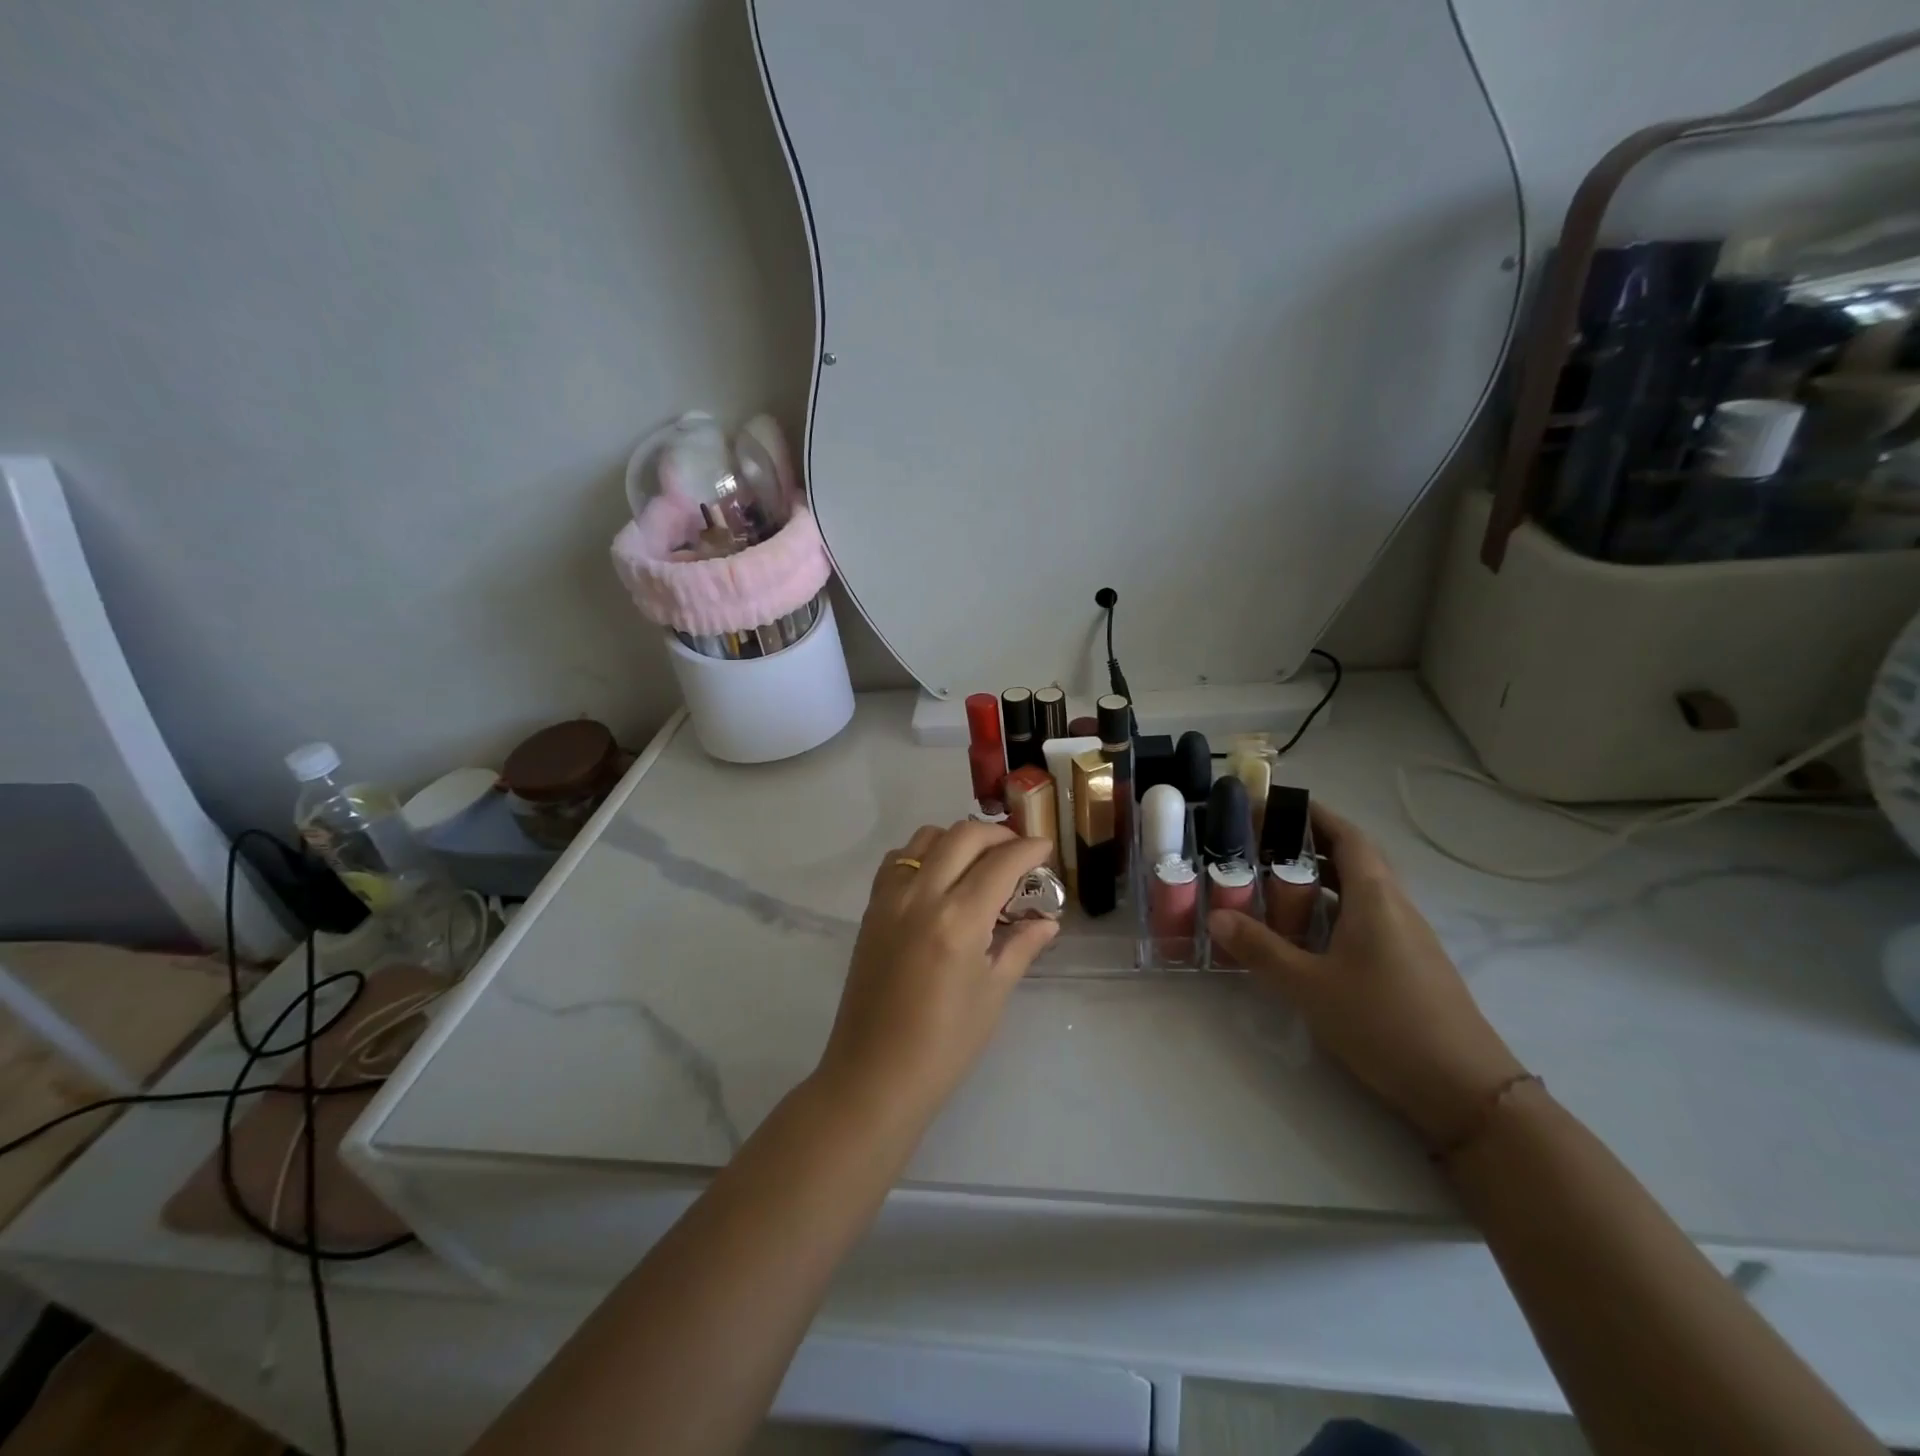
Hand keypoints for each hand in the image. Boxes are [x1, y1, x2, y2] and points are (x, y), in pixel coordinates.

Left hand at [818, 822, 1059, 1121]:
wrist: (874, 1075)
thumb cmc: (944, 1045)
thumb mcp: (992, 995)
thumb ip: (1020, 947)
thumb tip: (1047, 921)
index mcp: (958, 921)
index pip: (1000, 864)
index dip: (1029, 850)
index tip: (1045, 849)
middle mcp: (921, 896)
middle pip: (963, 836)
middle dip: (998, 835)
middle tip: (1018, 853)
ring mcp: (890, 899)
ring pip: (926, 838)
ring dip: (958, 839)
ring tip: (979, 861)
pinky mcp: (871, 909)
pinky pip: (898, 860)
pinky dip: (923, 854)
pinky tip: (938, 878)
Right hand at [1208, 804, 1523, 1144]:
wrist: (1466, 1092)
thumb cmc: (1385, 1024)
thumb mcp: (1310, 986)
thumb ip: (1262, 950)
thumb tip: (1218, 917)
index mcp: (1376, 899)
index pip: (1347, 837)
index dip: (1313, 814)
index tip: (1274, 804)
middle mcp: (1395, 908)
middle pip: (1354, 859)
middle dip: (1309, 843)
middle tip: (1261, 844)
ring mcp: (1407, 938)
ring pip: (1359, 891)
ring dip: (1320, 878)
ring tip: (1273, 882)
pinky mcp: (1408, 966)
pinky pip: (1365, 919)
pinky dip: (1332, 911)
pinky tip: (1305, 934)